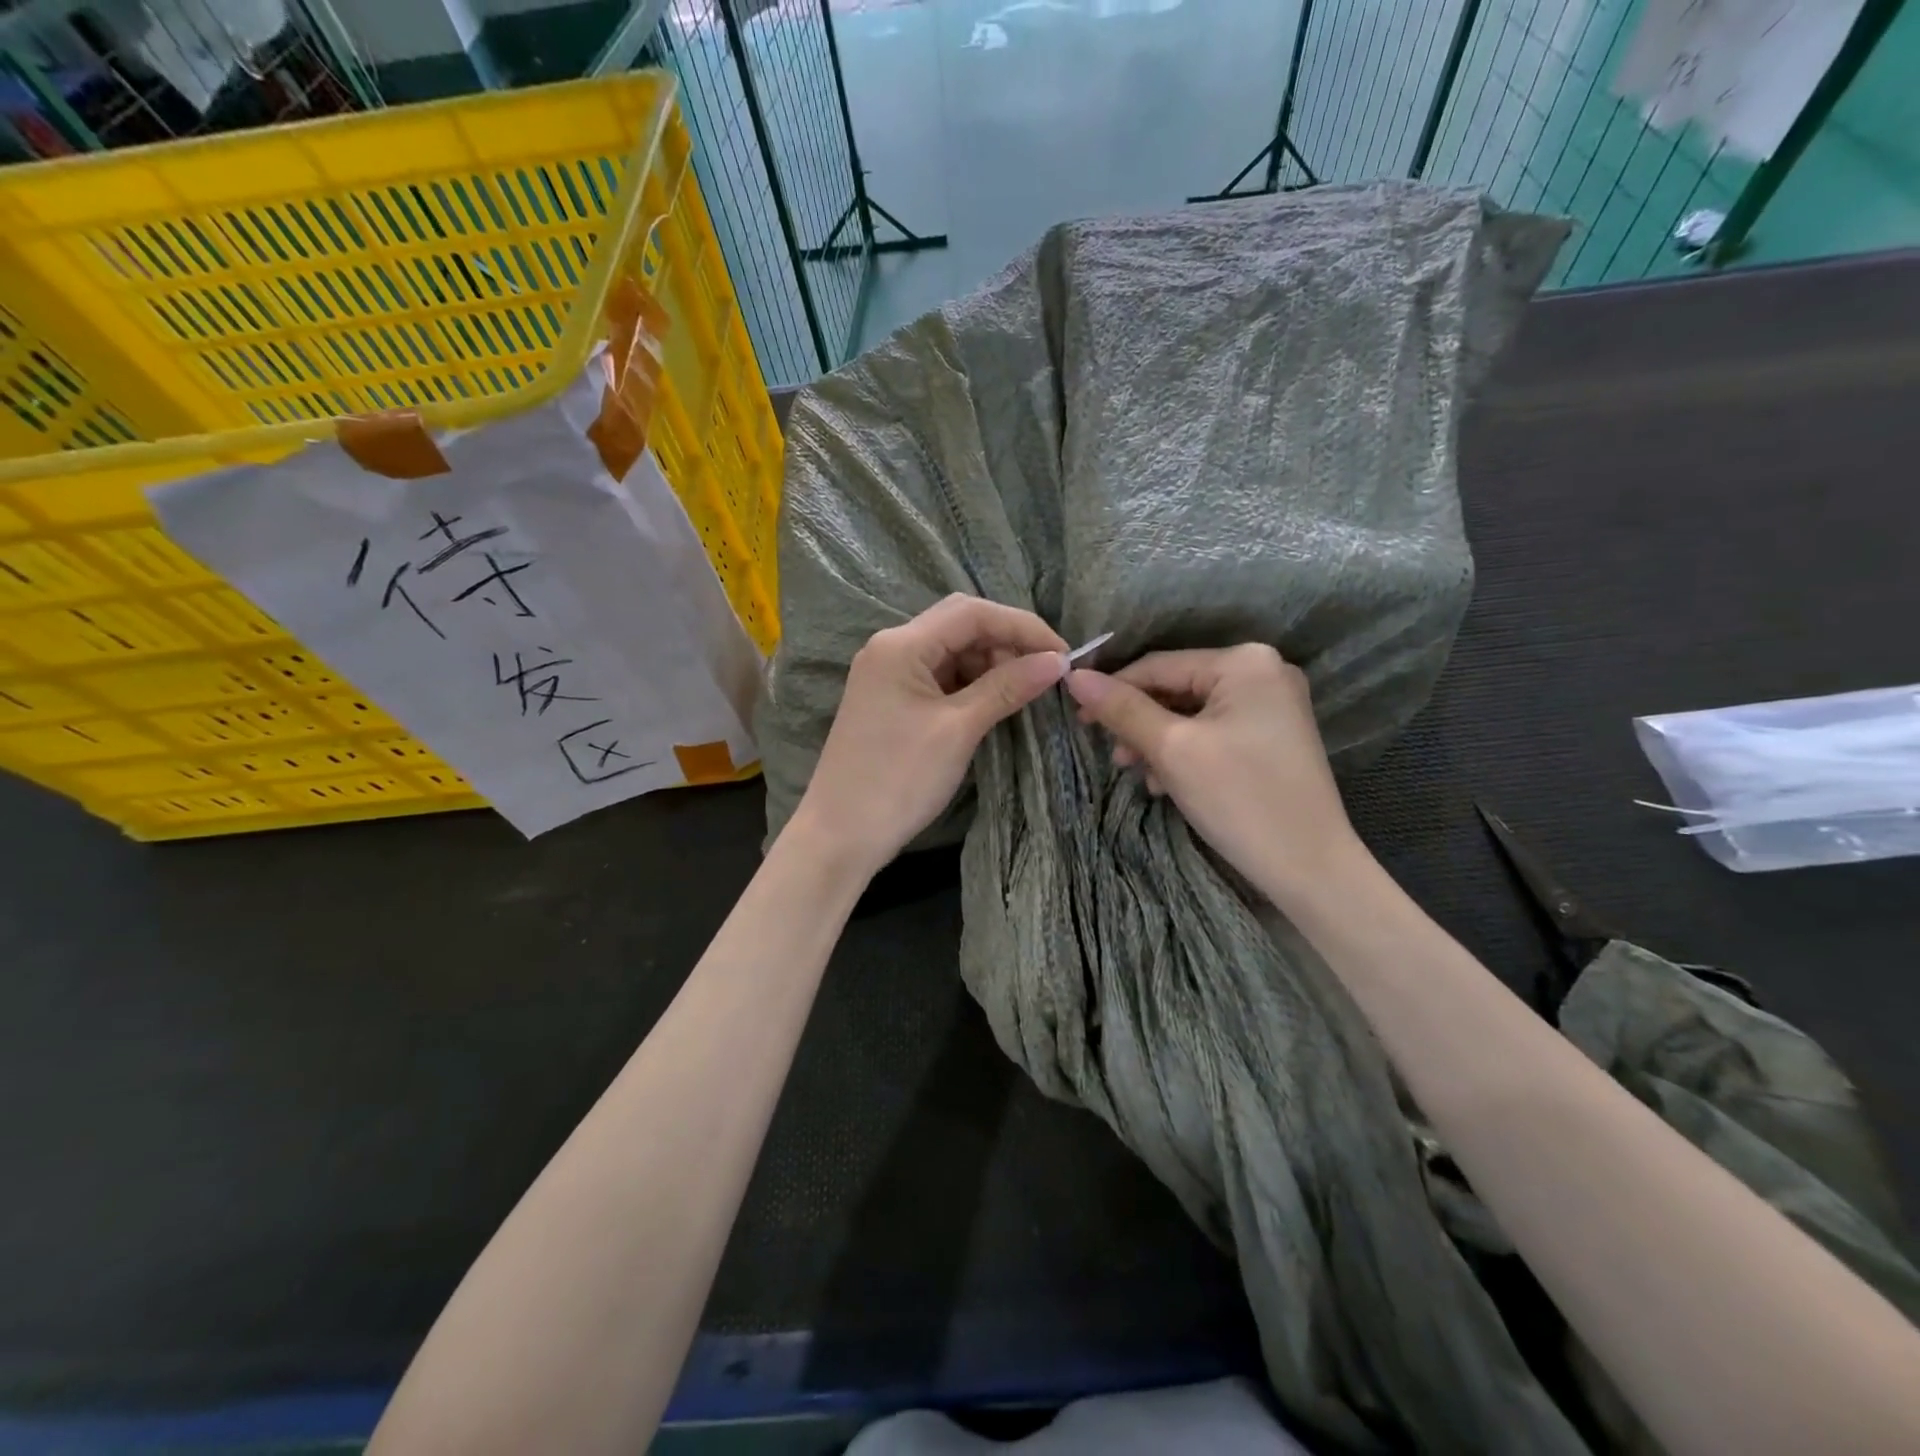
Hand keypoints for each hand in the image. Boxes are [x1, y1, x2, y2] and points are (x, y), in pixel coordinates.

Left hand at [792, 595, 1067, 876]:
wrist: (840, 834)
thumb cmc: (898, 779)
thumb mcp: (958, 729)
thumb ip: (1006, 687)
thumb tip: (1057, 661)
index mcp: (901, 645)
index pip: (972, 613)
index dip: (1023, 626)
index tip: (1063, 654)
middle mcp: (891, 648)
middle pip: (960, 625)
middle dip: (1006, 642)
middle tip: (1044, 674)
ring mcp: (888, 674)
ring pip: (951, 651)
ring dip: (990, 664)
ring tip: (1023, 692)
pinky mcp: (891, 700)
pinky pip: (939, 677)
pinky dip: (970, 684)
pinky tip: (993, 702)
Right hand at [1065, 645, 1363, 904]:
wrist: (1310, 868)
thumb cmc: (1239, 799)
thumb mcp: (1172, 750)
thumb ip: (1122, 709)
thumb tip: (1075, 677)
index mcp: (1244, 662)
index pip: (1159, 665)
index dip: (1113, 689)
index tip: (1076, 717)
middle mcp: (1263, 671)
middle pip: (1176, 687)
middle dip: (1139, 722)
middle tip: (1113, 756)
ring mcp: (1272, 706)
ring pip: (1192, 713)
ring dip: (1158, 741)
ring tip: (1137, 774)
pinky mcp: (1272, 737)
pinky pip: (1214, 731)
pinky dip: (1185, 752)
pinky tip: (1165, 783)